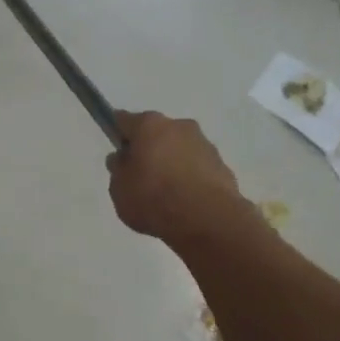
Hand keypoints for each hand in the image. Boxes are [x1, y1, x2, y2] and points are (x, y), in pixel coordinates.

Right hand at [105, 110, 253, 248]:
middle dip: (148, 149)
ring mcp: (204, 144)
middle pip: (156, 133)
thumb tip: (123, 158)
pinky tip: (185, 201)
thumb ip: (119, 170)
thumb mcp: (119, 189)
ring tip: (165, 194)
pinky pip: (198, 168)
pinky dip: (190, 179)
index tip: (117, 151)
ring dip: (171, 163)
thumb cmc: (153, 198)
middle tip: (140, 176)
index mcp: (149, 125)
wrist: (207, 219)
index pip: (124, 121)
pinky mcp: (222, 165)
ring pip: (179, 150)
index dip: (117, 133)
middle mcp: (179, 126)